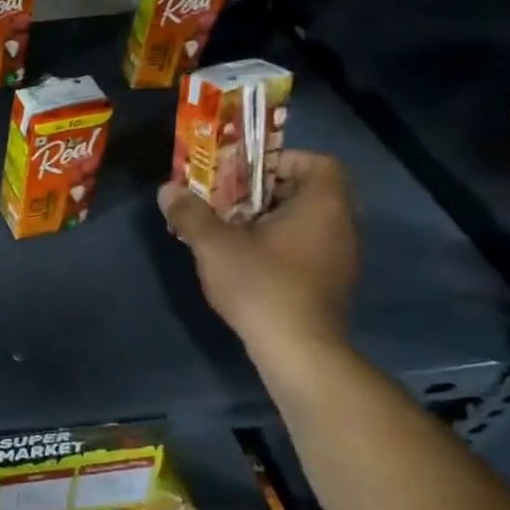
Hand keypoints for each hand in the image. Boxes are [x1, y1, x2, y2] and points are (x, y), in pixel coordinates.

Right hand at [159, 150, 358, 363]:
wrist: (298, 349)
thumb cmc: (261, 285)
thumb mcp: (214, 245)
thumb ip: (190, 213)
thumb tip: (168, 189)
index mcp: (322, 205)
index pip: (318, 162)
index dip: (281, 160)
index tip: (244, 173)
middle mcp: (341, 225)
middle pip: (307, 191)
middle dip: (264, 191)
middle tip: (226, 200)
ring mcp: (340, 257)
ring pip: (305, 222)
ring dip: (269, 220)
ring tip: (230, 231)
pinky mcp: (331, 283)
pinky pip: (306, 247)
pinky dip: (279, 245)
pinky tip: (247, 262)